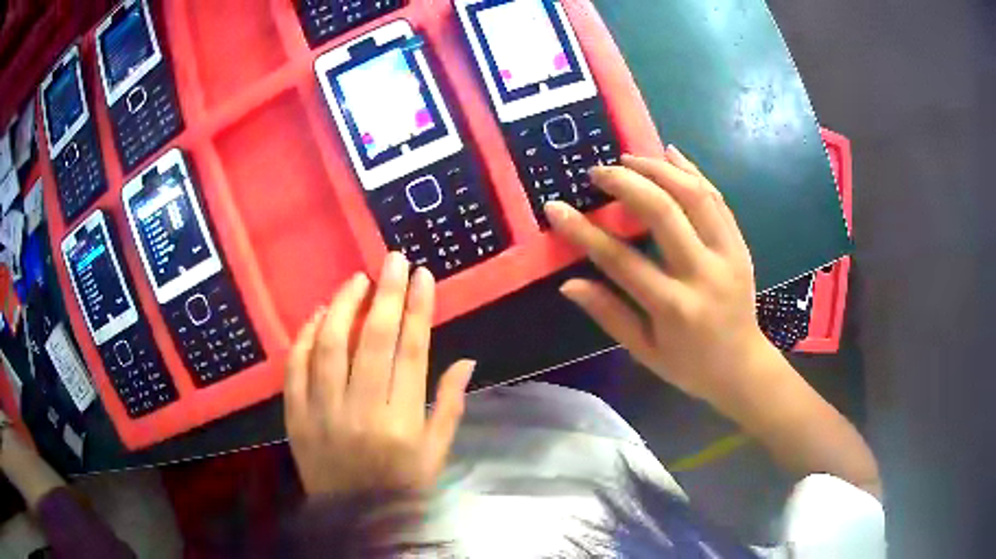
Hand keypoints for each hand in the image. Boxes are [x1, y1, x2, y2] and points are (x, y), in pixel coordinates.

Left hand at [284, 253, 474, 496]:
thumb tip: (467, 360)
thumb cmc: (402, 488)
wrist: (353, 521)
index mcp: (403, 422)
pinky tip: (318, 316)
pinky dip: (305, 338)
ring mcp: (322, 414)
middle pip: (374, 340)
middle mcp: (362, 412)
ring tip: (357, 280)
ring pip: (329, 346)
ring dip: (343, 306)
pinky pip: (295, 369)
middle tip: (393, 259)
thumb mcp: (436, 455)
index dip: (419, 309)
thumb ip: (450, 406)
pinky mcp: (295, 418)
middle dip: (386, 293)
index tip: (423, 276)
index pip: (413, 352)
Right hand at [546, 147, 771, 403]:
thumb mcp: (644, 352)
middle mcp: (703, 274)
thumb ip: (609, 315)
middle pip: (664, 213)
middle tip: (598, 172)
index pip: (622, 260)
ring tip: (629, 158)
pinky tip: (671, 154)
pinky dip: (692, 172)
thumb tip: (569, 283)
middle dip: (626, 183)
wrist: (742, 368)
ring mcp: (728, 255)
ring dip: (659, 169)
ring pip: (695, 195)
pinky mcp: (740, 244)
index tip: (556, 207)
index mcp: (674, 307)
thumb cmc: (690, 366)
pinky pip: (717, 199)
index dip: (584, 231)